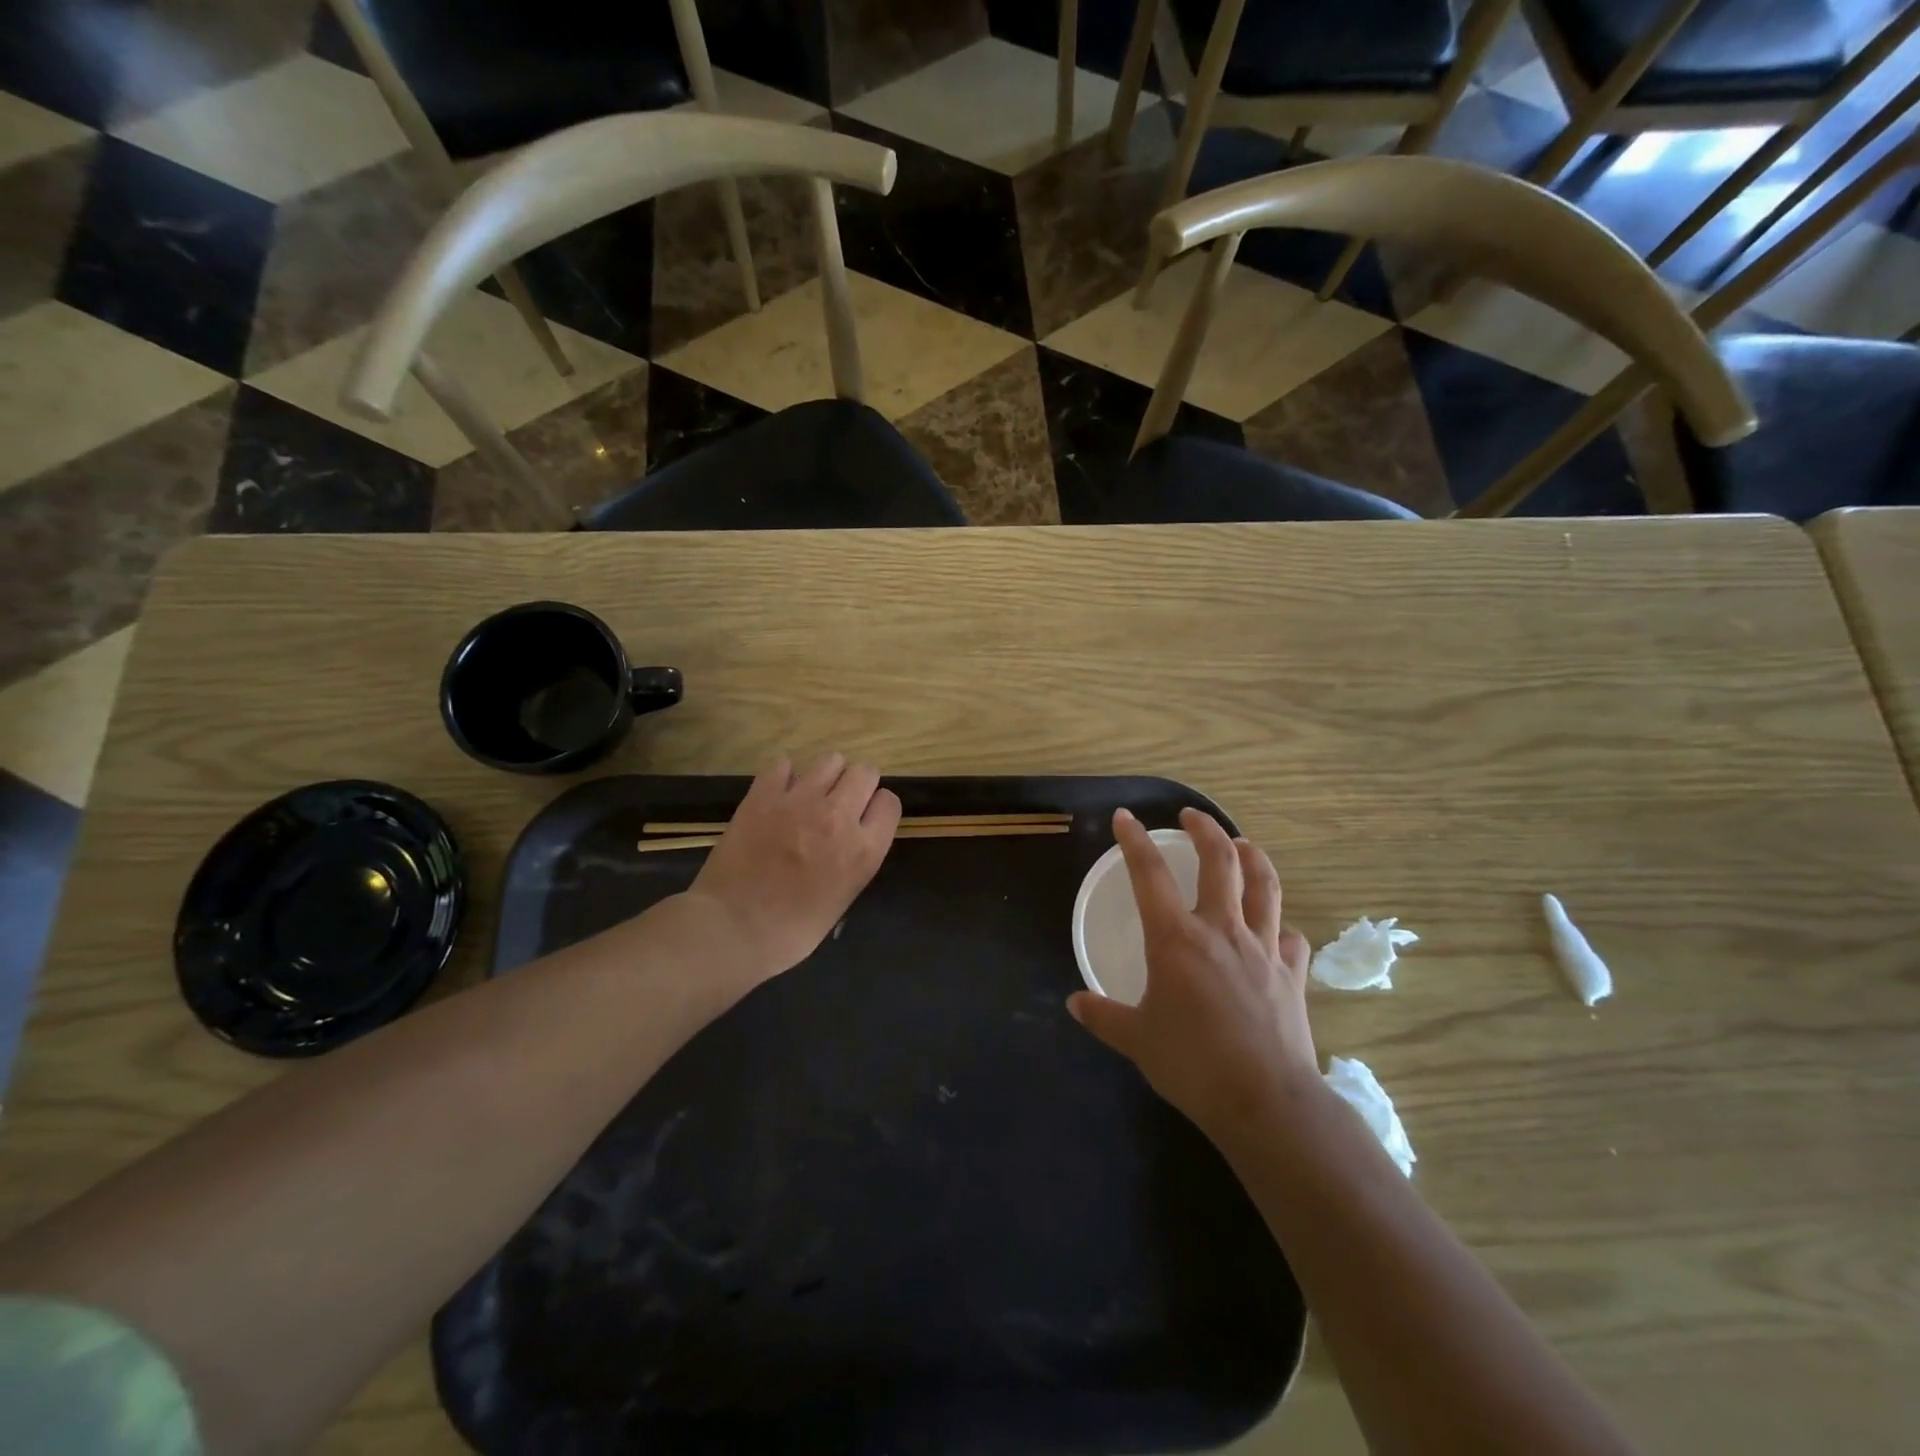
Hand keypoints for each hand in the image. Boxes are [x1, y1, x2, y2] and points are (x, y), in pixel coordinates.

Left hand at [687, 754, 901, 979]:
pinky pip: (784, 765)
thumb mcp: (843, 899)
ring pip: (830, 761)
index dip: (877, 809)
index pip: (889, 803)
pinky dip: (785, 775)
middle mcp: (838, 816)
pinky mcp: (764, 795)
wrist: (732, 929)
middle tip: (841, 802)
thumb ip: (854, 860)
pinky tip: (779, 793)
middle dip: (857, 784)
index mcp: (863, 850)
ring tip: (811, 794)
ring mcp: (800, 801)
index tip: (866, 818)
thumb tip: (848, 838)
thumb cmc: (791, 932)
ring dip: (826, 775)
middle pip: (865, 773)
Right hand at [1068, 807, 1317, 1139]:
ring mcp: (1262, 948)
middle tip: (1192, 816)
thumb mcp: (1136, 1039)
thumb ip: (1103, 1016)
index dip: (1135, 841)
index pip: (1150, 874)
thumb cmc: (1192, 1064)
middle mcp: (1221, 930)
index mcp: (1176, 939)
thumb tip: (1075, 1003)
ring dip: (1253, 857)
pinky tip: (1274, 928)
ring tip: (1243, 844)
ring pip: (1264, 886)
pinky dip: (1279, 925)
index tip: (1125, 817)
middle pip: (1220, 862)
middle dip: (1205, 830)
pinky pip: (1289, 937)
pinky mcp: (1291, 974)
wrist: (1265, 1101)